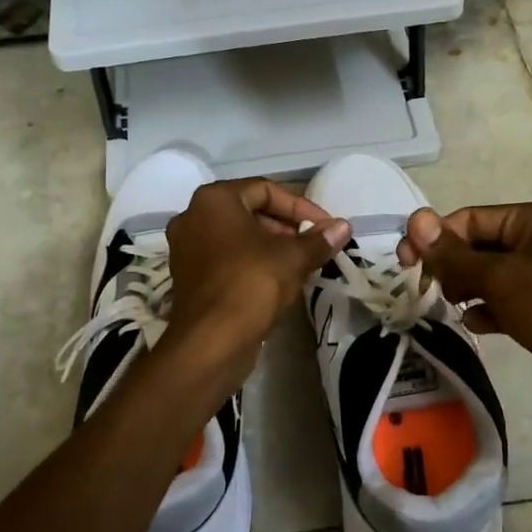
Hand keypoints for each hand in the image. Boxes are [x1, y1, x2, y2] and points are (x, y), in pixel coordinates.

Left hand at [162, 179, 350, 379]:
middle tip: (314, 245)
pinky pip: (226, 259)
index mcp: (214, 200)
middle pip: (249, 211)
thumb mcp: (292, 258)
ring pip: (238, 237)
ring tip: (301, 264)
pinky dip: (252, 263)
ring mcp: (187, 249)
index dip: (301, 207)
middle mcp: (193, 217)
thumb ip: (319, 239)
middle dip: (286, 227)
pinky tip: (278, 282)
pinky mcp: (189, 278)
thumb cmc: (251, 284)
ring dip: (271, 246)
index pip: (265, 190)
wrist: (211, 342)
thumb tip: (344, 226)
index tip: (325, 227)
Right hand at [399, 201, 531, 433]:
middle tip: (420, 286)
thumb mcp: (501, 276)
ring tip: (443, 305)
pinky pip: (505, 304)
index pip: (473, 218)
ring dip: (464, 288)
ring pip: (491, 277)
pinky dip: (486, 311)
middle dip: (450, 264)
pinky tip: (472, 325)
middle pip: (481, 246)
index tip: (404, 261)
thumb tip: (414, 220)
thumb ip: (454, 254)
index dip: (437, 236)